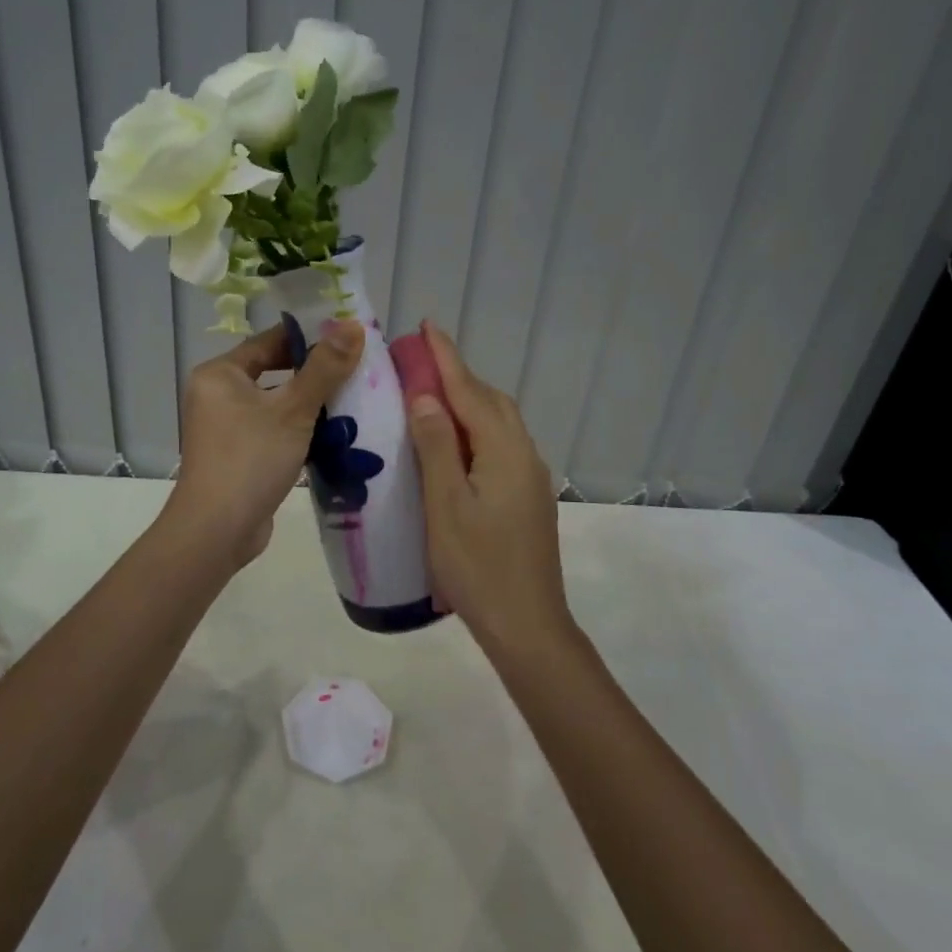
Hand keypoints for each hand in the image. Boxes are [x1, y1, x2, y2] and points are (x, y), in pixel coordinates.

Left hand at [167, 318, 364, 571]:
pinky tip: (335, 434)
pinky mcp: (238, 455)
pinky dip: (300, 430)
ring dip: (310, 404)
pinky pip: (273, 430)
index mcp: (220, 374)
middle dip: (314, 373)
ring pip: (276, 404)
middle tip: (356, 369)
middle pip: (274, 371)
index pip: (269, 341)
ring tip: (355, 399)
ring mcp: (226, 427)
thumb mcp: (294, 410)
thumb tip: (352, 325)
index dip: (309, 337)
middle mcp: (217, 395)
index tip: (347, 336)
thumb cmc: (251, 459)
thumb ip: (325, 368)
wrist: (216, 531)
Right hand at [406, 322, 571, 656]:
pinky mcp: (528, 496)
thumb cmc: (477, 566)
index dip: (446, 358)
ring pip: (499, 423)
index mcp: (504, 451)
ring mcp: (530, 477)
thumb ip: (437, 446)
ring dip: (469, 401)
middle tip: (420, 361)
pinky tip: (455, 443)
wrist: (527, 626)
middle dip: (458, 375)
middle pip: (491, 402)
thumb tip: (426, 395)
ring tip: (432, 396)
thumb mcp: (446, 505)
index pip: (470, 391)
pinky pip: (501, 444)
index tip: (427, 325)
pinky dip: (476, 429)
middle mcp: (524, 454)